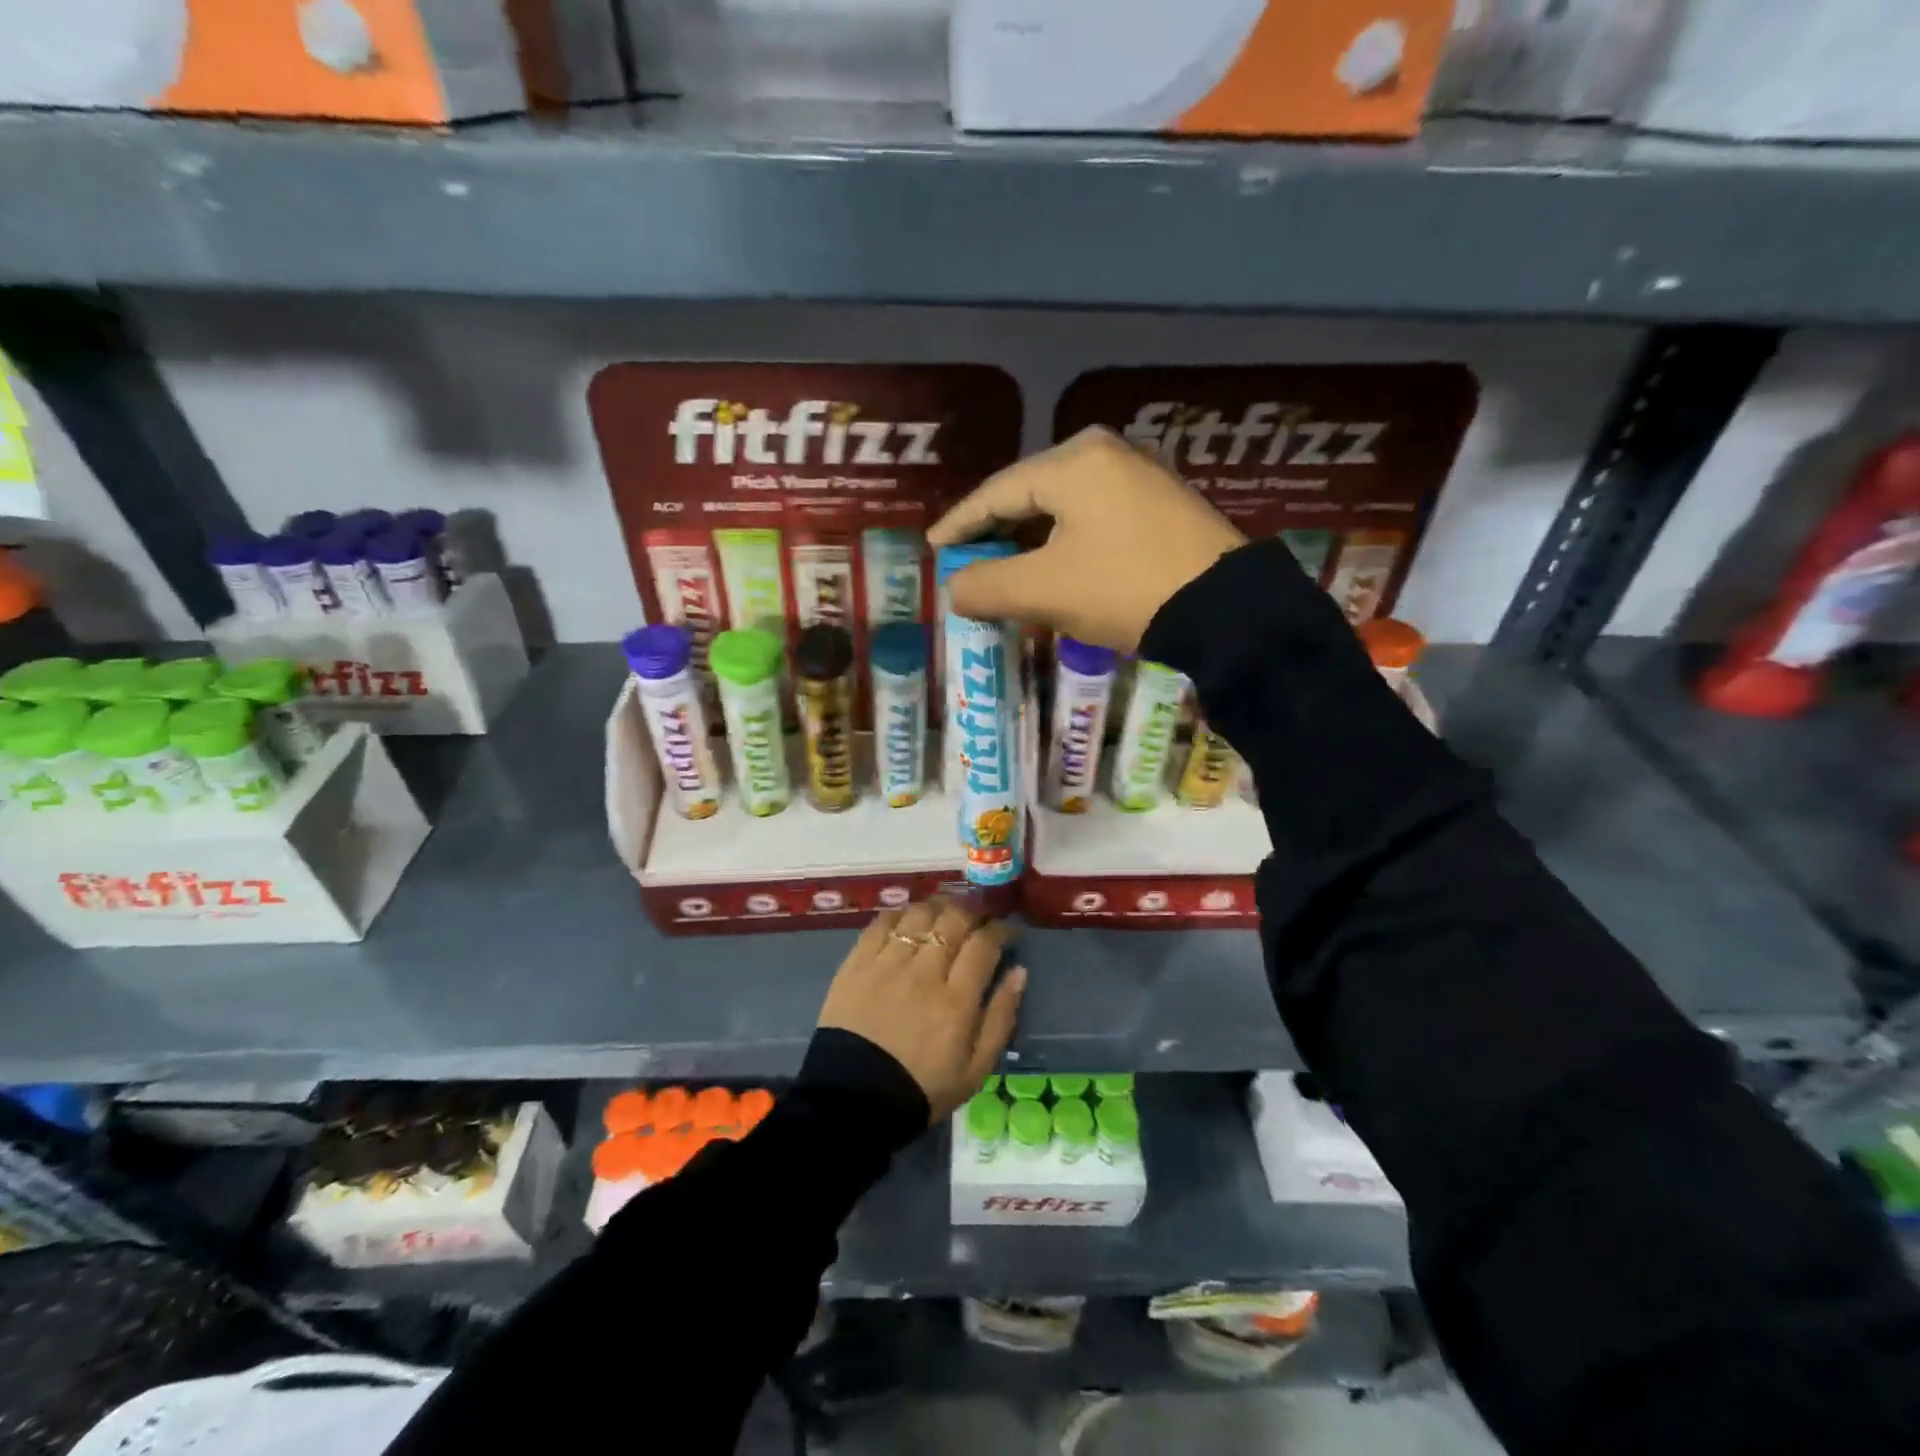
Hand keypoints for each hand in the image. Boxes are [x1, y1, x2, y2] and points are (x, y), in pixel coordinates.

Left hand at [817, 899, 1026, 1122]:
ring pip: (918, 915)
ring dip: (937, 908)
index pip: (984, 944)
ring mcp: (887, 964)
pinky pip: (881, 923)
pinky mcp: (856, 964)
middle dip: (972, 912)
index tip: (1007, 931)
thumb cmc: (921, 1088)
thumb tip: (1019, 972)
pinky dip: (899, 914)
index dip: (1000, 930)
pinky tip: (907, 919)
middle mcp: (924, 972)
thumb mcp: (975, 1070)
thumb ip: (1000, 1018)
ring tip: (944, 914)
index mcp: (956, 1000)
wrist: (852, 1102)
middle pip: (953, 920)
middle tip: (977, 919)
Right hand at [927, 426, 1246, 651]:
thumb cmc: (1124, 589)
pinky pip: (1094, 518)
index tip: (935, 546)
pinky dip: (1065, 543)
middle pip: (1030, 495)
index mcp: (1073, 462)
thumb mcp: (1044, 591)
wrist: (1225, 610)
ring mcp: (1140, 475)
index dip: (960, 523)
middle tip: (968, 562)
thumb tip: (954, 588)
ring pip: (1063, 508)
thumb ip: (986, 586)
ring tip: (1006, 571)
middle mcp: (1106, 453)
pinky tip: (1055, 568)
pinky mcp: (1161, 503)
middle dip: (996, 533)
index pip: (996, 492)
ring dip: (1031, 542)